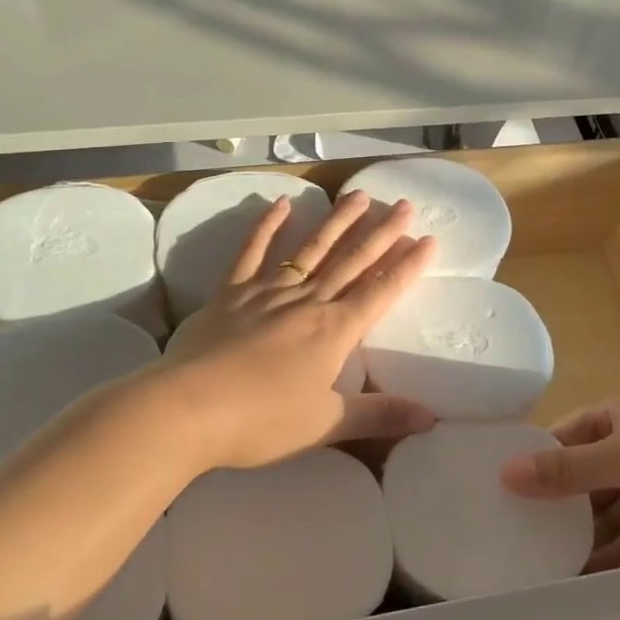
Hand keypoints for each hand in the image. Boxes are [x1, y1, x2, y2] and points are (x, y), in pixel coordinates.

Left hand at [161, 188, 438, 468]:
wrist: (188, 408)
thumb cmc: (261, 421)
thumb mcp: (325, 425)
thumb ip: (379, 416)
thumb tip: (431, 418)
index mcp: (334, 331)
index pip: (380, 291)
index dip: (407, 266)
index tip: (428, 239)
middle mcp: (307, 301)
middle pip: (352, 260)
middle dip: (381, 233)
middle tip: (404, 205)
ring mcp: (268, 291)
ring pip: (311, 248)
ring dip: (337, 220)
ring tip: (359, 195)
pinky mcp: (232, 291)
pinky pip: (253, 251)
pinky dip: (267, 225)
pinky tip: (282, 203)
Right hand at [499, 388, 619, 567]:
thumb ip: (567, 470)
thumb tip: (505, 473)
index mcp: (614, 416)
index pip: (563, 439)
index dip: (534, 463)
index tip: (500, 495)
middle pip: (584, 480)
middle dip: (558, 510)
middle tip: (519, 543)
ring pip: (611, 514)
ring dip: (586, 539)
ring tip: (548, 572)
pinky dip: (618, 557)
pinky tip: (590, 580)